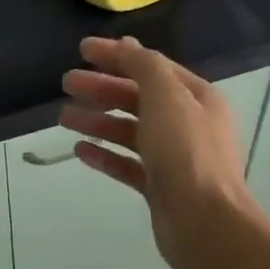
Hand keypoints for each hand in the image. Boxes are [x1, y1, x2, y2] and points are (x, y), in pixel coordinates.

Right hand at [60, 36, 257, 268]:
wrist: (205, 223)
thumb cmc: (187, 153)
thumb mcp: (166, 97)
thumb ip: (145, 67)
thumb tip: (127, 45)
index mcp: (196, 97)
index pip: (151, 67)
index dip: (117, 55)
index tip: (81, 51)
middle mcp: (187, 124)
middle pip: (138, 98)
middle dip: (102, 88)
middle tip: (66, 83)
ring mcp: (174, 158)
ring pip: (130, 132)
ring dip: (98, 121)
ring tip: (64, 118)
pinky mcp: (159, 187)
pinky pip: (128, 164)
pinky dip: (106, 155)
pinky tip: (80, 151)